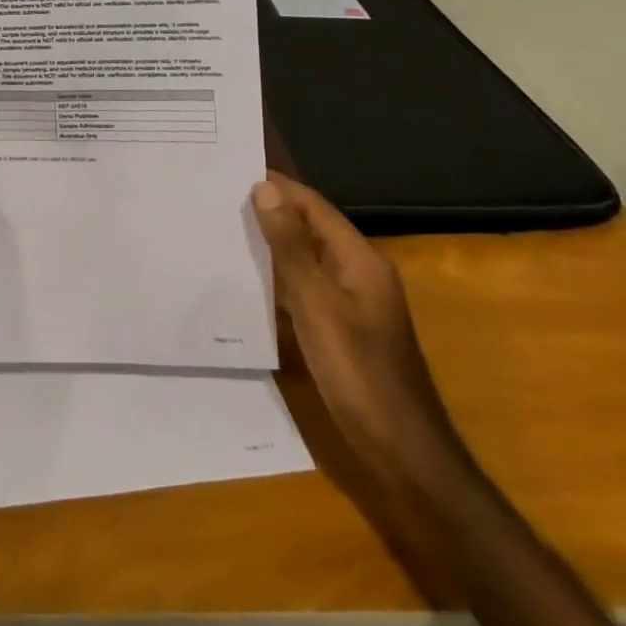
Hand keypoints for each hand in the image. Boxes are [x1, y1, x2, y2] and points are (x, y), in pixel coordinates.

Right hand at [251, 172, 468, 494]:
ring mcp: (355, 302)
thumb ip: (291, 248)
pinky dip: (280, 278)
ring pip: (307, 258)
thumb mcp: (318, 306)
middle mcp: (360, 272)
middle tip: (220, 201)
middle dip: (270, 212)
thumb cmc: (360, 374)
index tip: (232, 172)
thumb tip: (264, 190)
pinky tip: (250, 282)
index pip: (314, 206)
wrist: (405, 453)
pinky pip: (308, 287)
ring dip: (272, 245)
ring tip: (225, 233)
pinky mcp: (345, 328)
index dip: (277, 186)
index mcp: (360, 259)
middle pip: (311, 228)